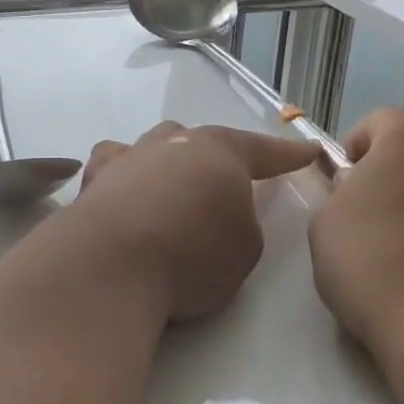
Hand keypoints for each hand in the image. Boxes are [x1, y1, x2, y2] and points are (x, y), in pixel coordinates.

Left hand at [70, 122, 321, 321]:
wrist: (113, 263)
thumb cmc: (192, 255)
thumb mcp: (244, 249)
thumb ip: (242, 224)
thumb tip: (221, 217)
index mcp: (219, 152)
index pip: (263, 150)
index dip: (288, 154)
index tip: (309, 150)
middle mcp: (172, 144)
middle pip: (199, 140)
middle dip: (214, 158)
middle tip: (223, 183)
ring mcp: (128, 157)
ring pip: (153, 145)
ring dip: (166, 162)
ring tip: (170, 186)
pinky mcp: (94, 181)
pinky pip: (112, 168)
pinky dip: (122, 178)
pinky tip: (121, 195)